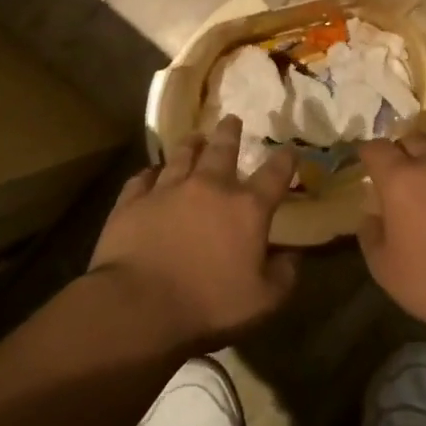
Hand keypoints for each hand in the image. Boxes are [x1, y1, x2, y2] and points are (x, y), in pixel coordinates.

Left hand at [90, 115, 297, 349]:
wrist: (138, 306)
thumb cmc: (208, 304)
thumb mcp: (263, 301)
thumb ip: (284, 276)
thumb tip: (293, 257)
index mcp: (247, 208)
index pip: (274, 175)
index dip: (286, 160)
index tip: (289, 150)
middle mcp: (209, 188)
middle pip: (223, 150)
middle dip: (230, 133)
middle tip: (232, 119)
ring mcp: (167, 190)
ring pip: (181, 157)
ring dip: (191, 145)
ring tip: (195, 136)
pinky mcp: (132, 202)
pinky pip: (141, 179)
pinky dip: (148, 175)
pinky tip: (149, 174)